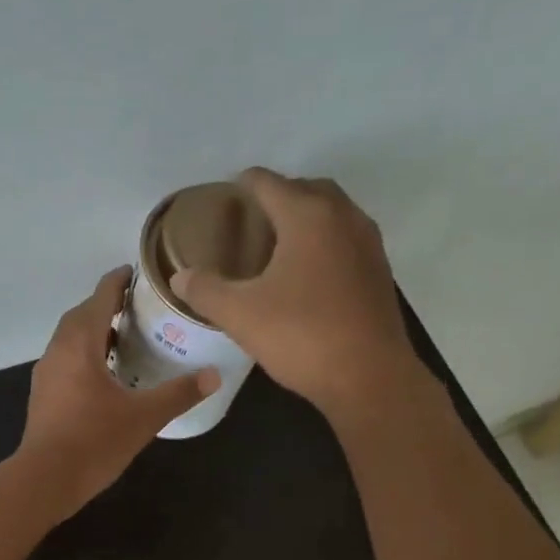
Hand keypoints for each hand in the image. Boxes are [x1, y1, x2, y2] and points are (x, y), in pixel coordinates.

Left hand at [17, 267, 217, 517]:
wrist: (45, 480)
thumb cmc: (94, 441)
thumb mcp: (144, 417)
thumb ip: (179, 393)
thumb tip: (214, 375)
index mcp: (80, 343)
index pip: (100, 296)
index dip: (119, 281)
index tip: (138, 273)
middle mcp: (58, 350)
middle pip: (82, 315)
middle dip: (107, 305)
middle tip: (138, 308)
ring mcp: (46, 373)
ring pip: (70, 339)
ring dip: (94, 332)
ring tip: (124, 339)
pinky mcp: (43, 396)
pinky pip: (65, 361)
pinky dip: (85, 355)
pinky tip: (104, 375)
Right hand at [172, 169, 422, 424]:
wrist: (369, 377)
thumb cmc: (302, 336)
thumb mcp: (240, 315)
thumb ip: (205, 290)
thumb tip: (180, 276)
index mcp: (307, 215)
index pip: (267, 182)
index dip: (241, 186)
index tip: (223, 200)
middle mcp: (343, 217)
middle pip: (305, 189)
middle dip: (277, 198)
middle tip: (249, 223)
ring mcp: (368, 244)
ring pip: (331, 214)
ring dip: (304, 219)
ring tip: (276, 246)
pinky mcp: (379, 272)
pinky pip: (346, 241)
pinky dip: (324, 244)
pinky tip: (307, 275)